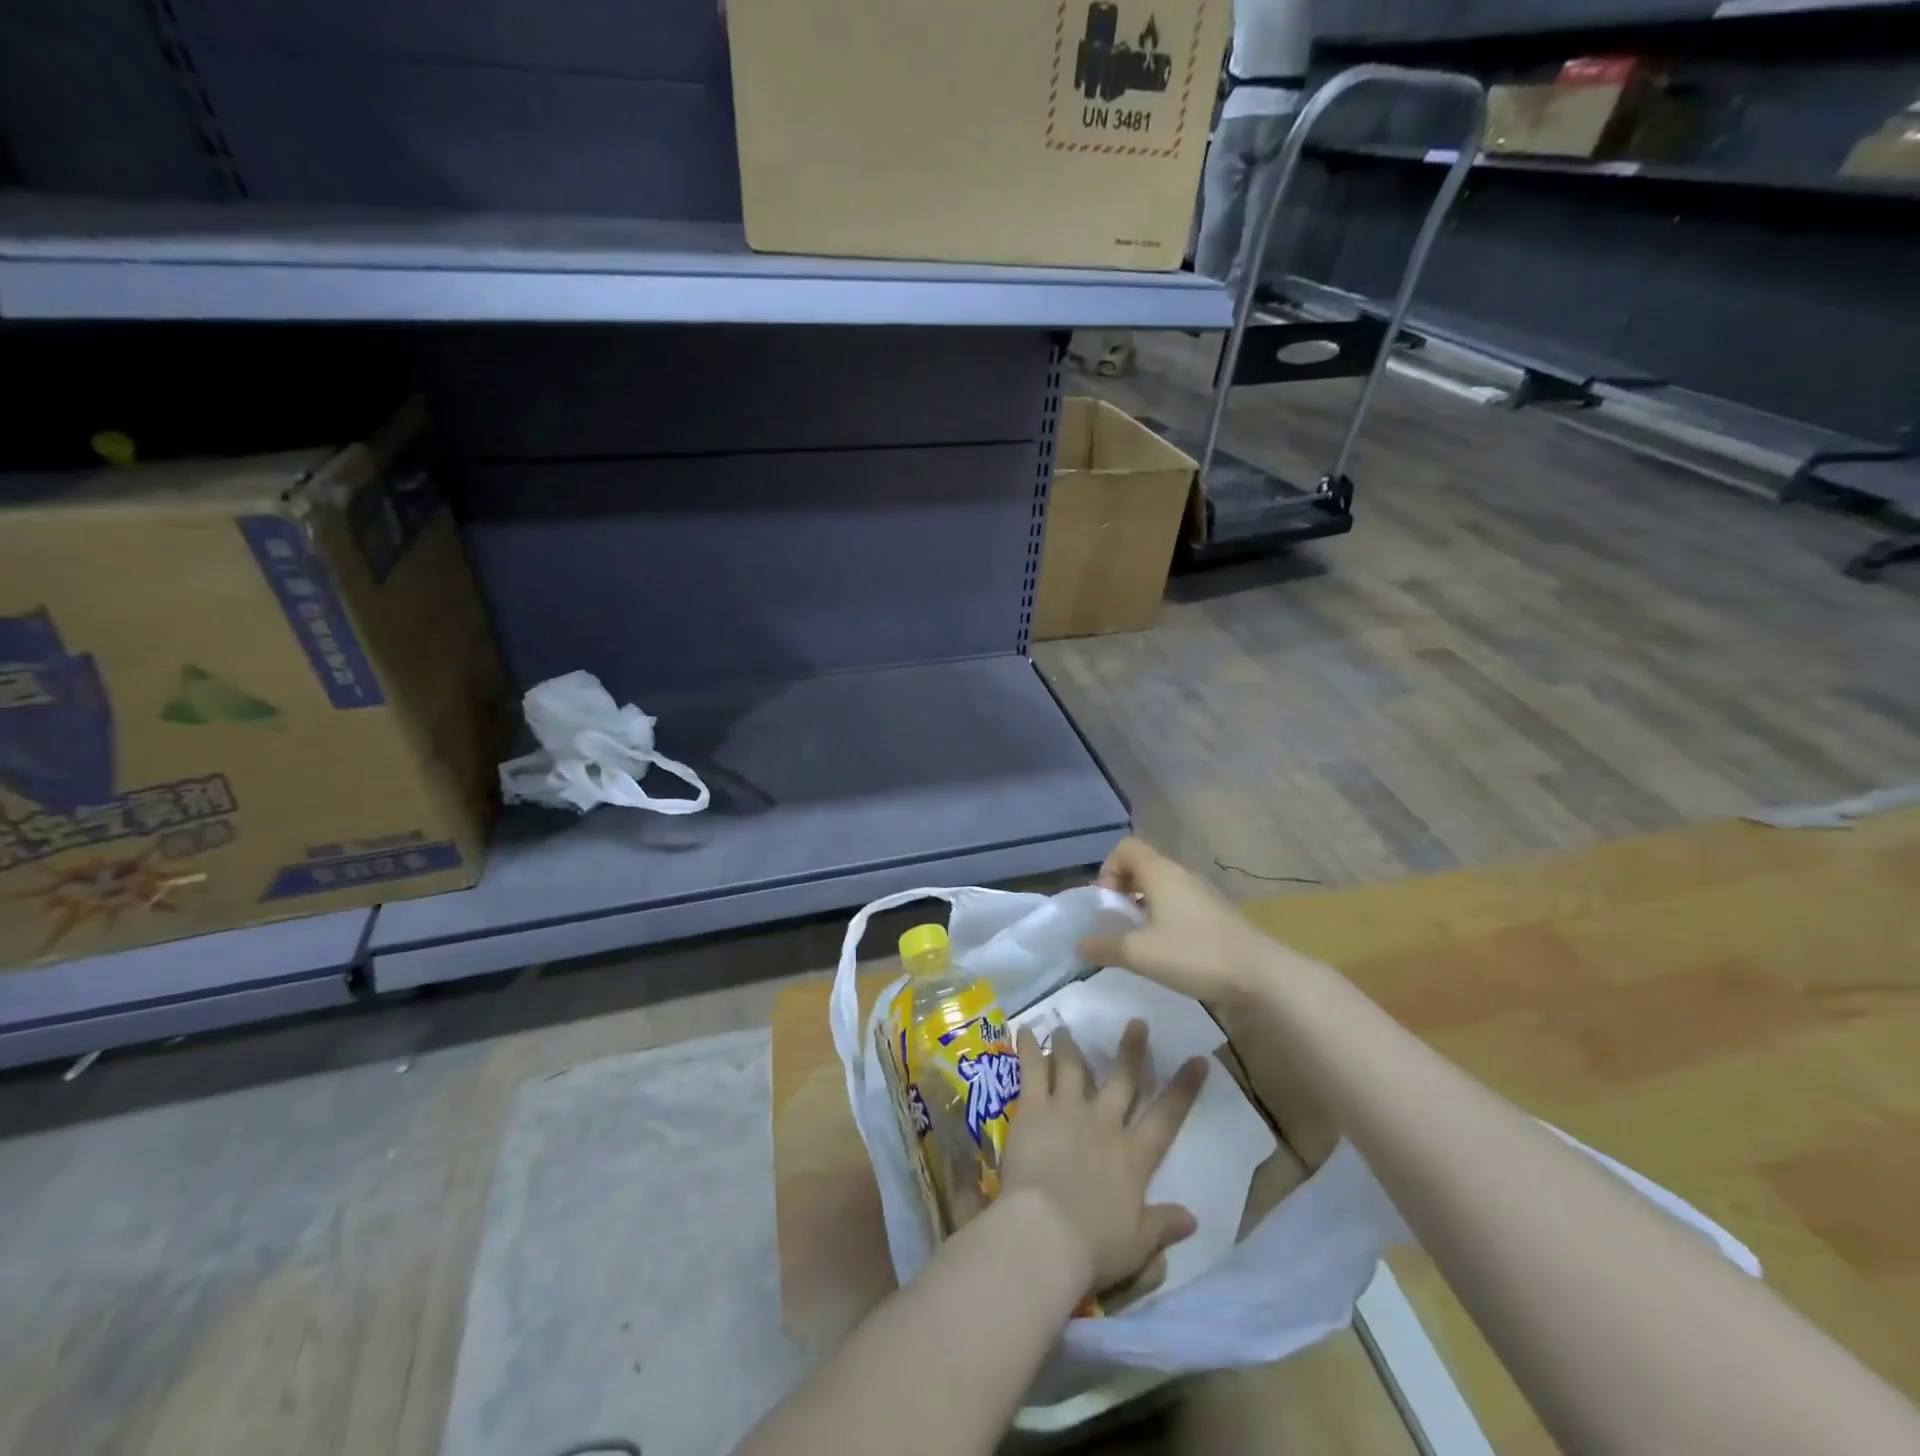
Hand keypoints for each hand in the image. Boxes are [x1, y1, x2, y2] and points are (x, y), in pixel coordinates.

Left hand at [1001, 1019, 1206, 1295]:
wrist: (1048, 1233)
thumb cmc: (1095, 1246)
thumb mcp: (1139, 1245)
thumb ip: (1163, 1226)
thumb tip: (1193, 1219)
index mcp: (1133, 1156)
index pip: (1166, 1117)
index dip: (1184, 1088)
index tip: (1199, 1058)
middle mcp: (1104, 1124)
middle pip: (1122, 1079)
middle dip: (1132, 1050)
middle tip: (1138, 1021)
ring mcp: (1068, 1111)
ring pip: (1072, 1068)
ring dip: (1070, 1046)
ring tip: (1065, 1028)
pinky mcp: (1035, 1109)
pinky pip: (1031, 1071)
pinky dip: (1028, 1048)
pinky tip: (1023, 1029)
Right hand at [1078, 838, 1275, 1002]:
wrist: (1261, 976)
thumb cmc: (1195, 954)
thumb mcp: (1141, 953)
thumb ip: (1105, 946)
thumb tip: (1079, 945)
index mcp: (1161, 873)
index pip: (1126, 847)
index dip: (1108, 869)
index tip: (1106, 903)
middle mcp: (1181, 876)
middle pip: (1142, 867)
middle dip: (1122, 891)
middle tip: (1115, 924)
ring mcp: (1201, 895)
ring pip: (1161, 889)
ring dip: (1142, 908)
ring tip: (1137, 942)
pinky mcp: (1215, 916)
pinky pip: (1178, 906)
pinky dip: (1163, 921)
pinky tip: (1164, 953)